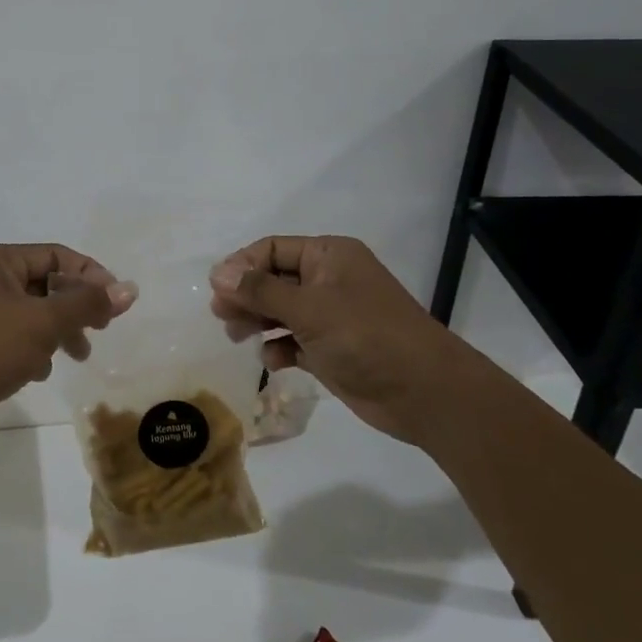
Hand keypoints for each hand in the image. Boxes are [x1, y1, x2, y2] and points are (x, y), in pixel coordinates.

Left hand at [0, 244, 138, 451]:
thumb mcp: (43, 322)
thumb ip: (87, 304)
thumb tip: (129, 289)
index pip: (56, 256)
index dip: (90, 275)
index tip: (116, 304)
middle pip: (46, 284)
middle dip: (76, 307)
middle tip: (100, 329)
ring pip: (33, 314)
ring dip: (59, 332)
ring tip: (78, 356)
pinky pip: (16, 338)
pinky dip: (34, 351)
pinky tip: (39, 372)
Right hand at [209, 235, 472, 444]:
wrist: (424, 392)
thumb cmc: (365, 336)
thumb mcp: (309, 308)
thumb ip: (260, 291)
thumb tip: (217, 273)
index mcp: (329, 256)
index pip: (273, 249)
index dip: (242, 266)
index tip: (217, 289)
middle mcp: (329, 280)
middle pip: (274, 280)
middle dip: (246, 295)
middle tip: (220, 316)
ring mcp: (332, 316)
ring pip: (281, 311)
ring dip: (258, 321)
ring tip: (236, 336)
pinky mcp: (332, 349)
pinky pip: (295, 341)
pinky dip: (280, 348)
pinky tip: (273, 361)